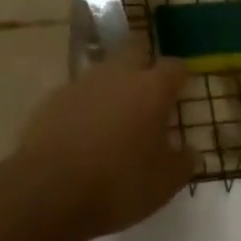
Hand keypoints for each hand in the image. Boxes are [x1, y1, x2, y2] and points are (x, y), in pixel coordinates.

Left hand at [17, 59, 194, 238]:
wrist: (48, 191)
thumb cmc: (118, 184)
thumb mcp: (164, 184)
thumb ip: (182, 163)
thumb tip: (191, 151)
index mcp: (152, 88)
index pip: (174, 66)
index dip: (179, 77)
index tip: (180, 91)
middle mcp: (119, 74)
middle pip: (135, 49)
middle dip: (143, 62)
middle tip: (146, 90)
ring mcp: (83, 82)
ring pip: (104, 70)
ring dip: (112, 85)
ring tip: (113, 116)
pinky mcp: (53, 98)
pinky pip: (77, 93)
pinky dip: (84, 106)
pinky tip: (82, 132)